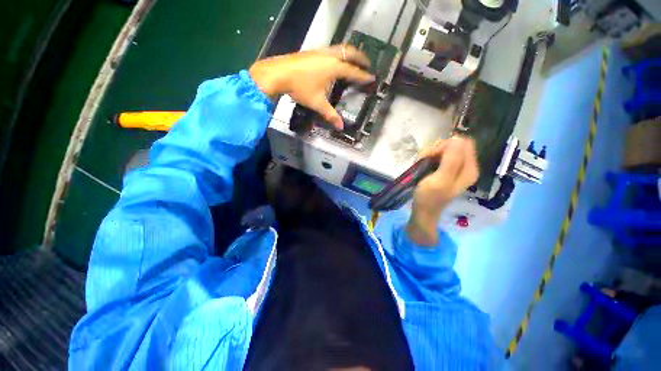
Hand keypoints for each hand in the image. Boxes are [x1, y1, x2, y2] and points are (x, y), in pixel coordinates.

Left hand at [249, 45, 373, 128]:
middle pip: (350, 52)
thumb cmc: (300, 88)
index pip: (353, 71)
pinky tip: (335, 61)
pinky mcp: (312, 51)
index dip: (363, 76)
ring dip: (350, 53)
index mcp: (334, 68)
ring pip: (340, 48)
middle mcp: (330, 56)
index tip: (372, 77)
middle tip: (367, 64)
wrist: (278, 73)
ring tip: (354, 60)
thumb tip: (341, 127)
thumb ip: (330, 114)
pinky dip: (339, 53)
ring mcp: (320, 51)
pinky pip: (331, 49)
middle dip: (360, 57)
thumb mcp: (317, 103)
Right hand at [408, 136, 478, 245]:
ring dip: (429, 154)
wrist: (422, 211)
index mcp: (469, 168)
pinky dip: (427, 157)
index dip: (445, 146)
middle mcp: (465, 165)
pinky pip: (437, 155)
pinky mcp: (444, 168)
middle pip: (452, 144)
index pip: (461, 143)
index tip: (432, 156)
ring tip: (421, 164)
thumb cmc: (430, 197)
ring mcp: (454, 166)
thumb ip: (452, 160)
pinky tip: (421, 165)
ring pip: (443, 149)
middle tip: (424, 160)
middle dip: (435, 150)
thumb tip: (458, 138)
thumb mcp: (441, 179)